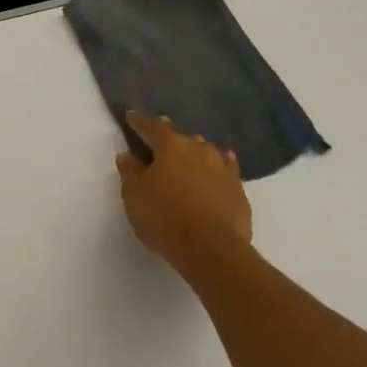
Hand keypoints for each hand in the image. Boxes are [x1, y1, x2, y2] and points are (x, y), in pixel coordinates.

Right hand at [115, 111, 252, 275]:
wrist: (212, 250)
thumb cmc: (165, 217)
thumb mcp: (134, 194)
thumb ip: (130, 171)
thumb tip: (128, 155)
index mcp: (171, 146)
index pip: (152, 127)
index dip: (140, 121)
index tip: (131, 115)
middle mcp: (200, 150)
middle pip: (182, 139)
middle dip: (171, 141)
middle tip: (160, 147)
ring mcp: (224, 169)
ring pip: (207, 153)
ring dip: (196, 155)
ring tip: (188, 162)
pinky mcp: (239, 191)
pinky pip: (225, 172)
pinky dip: (217, 171)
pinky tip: (216, 173)